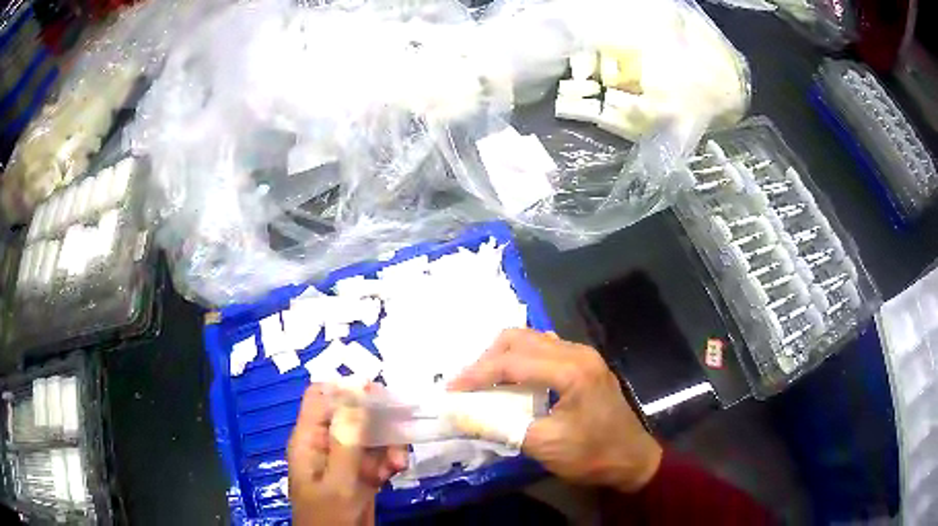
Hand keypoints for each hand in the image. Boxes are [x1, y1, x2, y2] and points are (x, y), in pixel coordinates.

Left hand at [287, 383, 408, 525]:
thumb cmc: (329, 516)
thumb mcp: (338, 481)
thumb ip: (347, 440)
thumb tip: (356, 391)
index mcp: (309, 439)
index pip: (320, 397)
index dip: (345, 388)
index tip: (377, 392)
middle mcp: (326, 443)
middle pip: (351, 413)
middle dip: (377, 420)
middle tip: (401, 425)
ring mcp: (344, 459)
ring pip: (370, 435)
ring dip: (388, 444)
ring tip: (398, 462)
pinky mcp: (360, 473)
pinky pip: (378, 456)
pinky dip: (389, 460)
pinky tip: (396, 471)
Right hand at [449, 329, 661, 492]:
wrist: (633, 460)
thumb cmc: (592, 455)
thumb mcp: (544, 445)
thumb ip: (500, 427)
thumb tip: (459, 415)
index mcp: (571, 369)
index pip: (512, 361)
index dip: (476, 374)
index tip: (451, 390)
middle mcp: (577, 352)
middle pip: (519, 338)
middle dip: (487, 359)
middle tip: (467, 384)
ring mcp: (583, 356)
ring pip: (531, 340)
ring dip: (503, 356)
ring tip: (483, 382)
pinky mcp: (584, 365)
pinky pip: (543, 350)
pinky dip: (520, 360)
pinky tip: (512, 381)